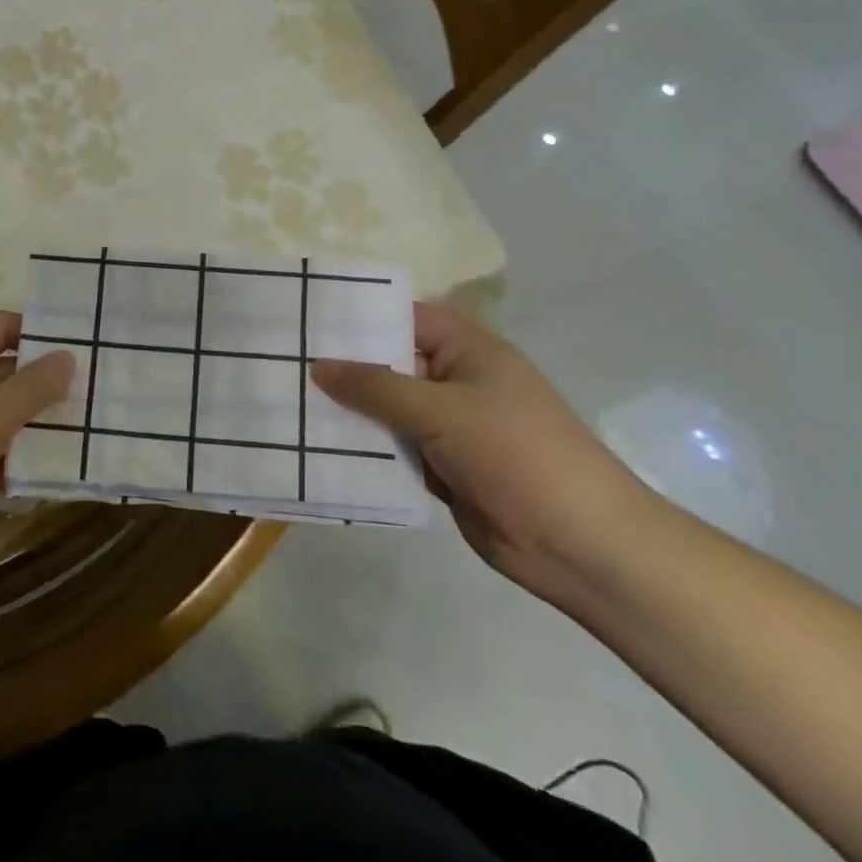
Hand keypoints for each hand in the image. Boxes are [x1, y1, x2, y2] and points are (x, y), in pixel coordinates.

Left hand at [0, 312, 74, 570]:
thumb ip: (30, 389)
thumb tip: (67, 356)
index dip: (37, 331)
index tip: (83, 345)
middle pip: (3, 371)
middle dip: (45, 382)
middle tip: (97, 391)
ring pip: (0, 414)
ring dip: (35, 423)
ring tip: (89, 429)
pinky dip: (16, 458)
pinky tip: (55, 470)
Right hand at [311, 304, 659, 604]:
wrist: (580, 545)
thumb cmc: (517, 455)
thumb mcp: (441, 411)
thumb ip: (376, 387)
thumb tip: (318, 365)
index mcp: (468, 349)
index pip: (403, 317)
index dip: (357, 317)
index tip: (303, 318)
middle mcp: (456, 380)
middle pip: (390, 364)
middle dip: (342, 367)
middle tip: (281, 362)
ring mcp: (449, 426)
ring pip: (387, 410)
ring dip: (349, 412)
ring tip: (286, 402)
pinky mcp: (442, 467)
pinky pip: (394, 448)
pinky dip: (365, 449)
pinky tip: (317, 447)